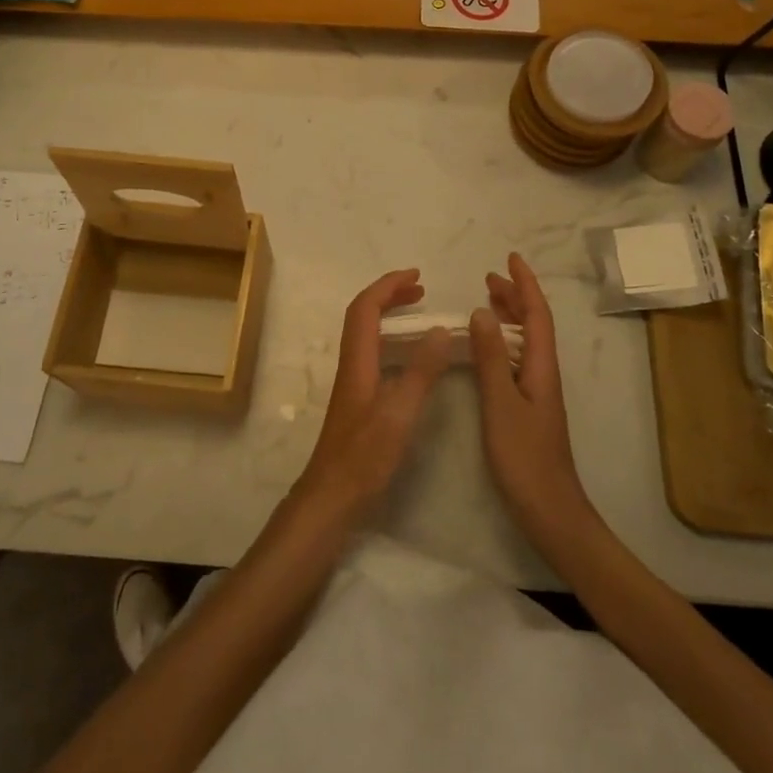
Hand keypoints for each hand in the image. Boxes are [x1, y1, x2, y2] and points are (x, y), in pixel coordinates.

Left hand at [293, 269, 451, 523]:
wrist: (332, 496)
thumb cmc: (364, 456)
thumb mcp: (399, 412)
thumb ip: (420, 371)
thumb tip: (440, 329)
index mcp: (358, 360)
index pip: (366, 307)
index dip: (388, 286)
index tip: (417, 275)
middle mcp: (352, 364)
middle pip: (363, 315)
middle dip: (389, 294)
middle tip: (420, 289)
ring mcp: (353, 382)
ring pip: (366, 333)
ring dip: (389, 314)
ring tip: (418, 312)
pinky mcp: (358, 399)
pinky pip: (372, 351)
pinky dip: (391, 338)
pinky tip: (409, 355)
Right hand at [470, 253, 595, 550]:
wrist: (551, 512)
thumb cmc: (525, 458)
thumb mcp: (501, 404)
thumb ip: (491, 358)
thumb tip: (481, 312)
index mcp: (541, 367)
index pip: (536, 314)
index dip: (524, 285)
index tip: (510, 258)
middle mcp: (543, 373)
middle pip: (534, 324)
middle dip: (516, 296)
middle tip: (489, 278)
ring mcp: (538, 391)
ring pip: (526, 341)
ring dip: (509, 317)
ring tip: (487, 302)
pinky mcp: (530, 408)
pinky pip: (518, 359)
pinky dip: (503, 342)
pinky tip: (489, 350)